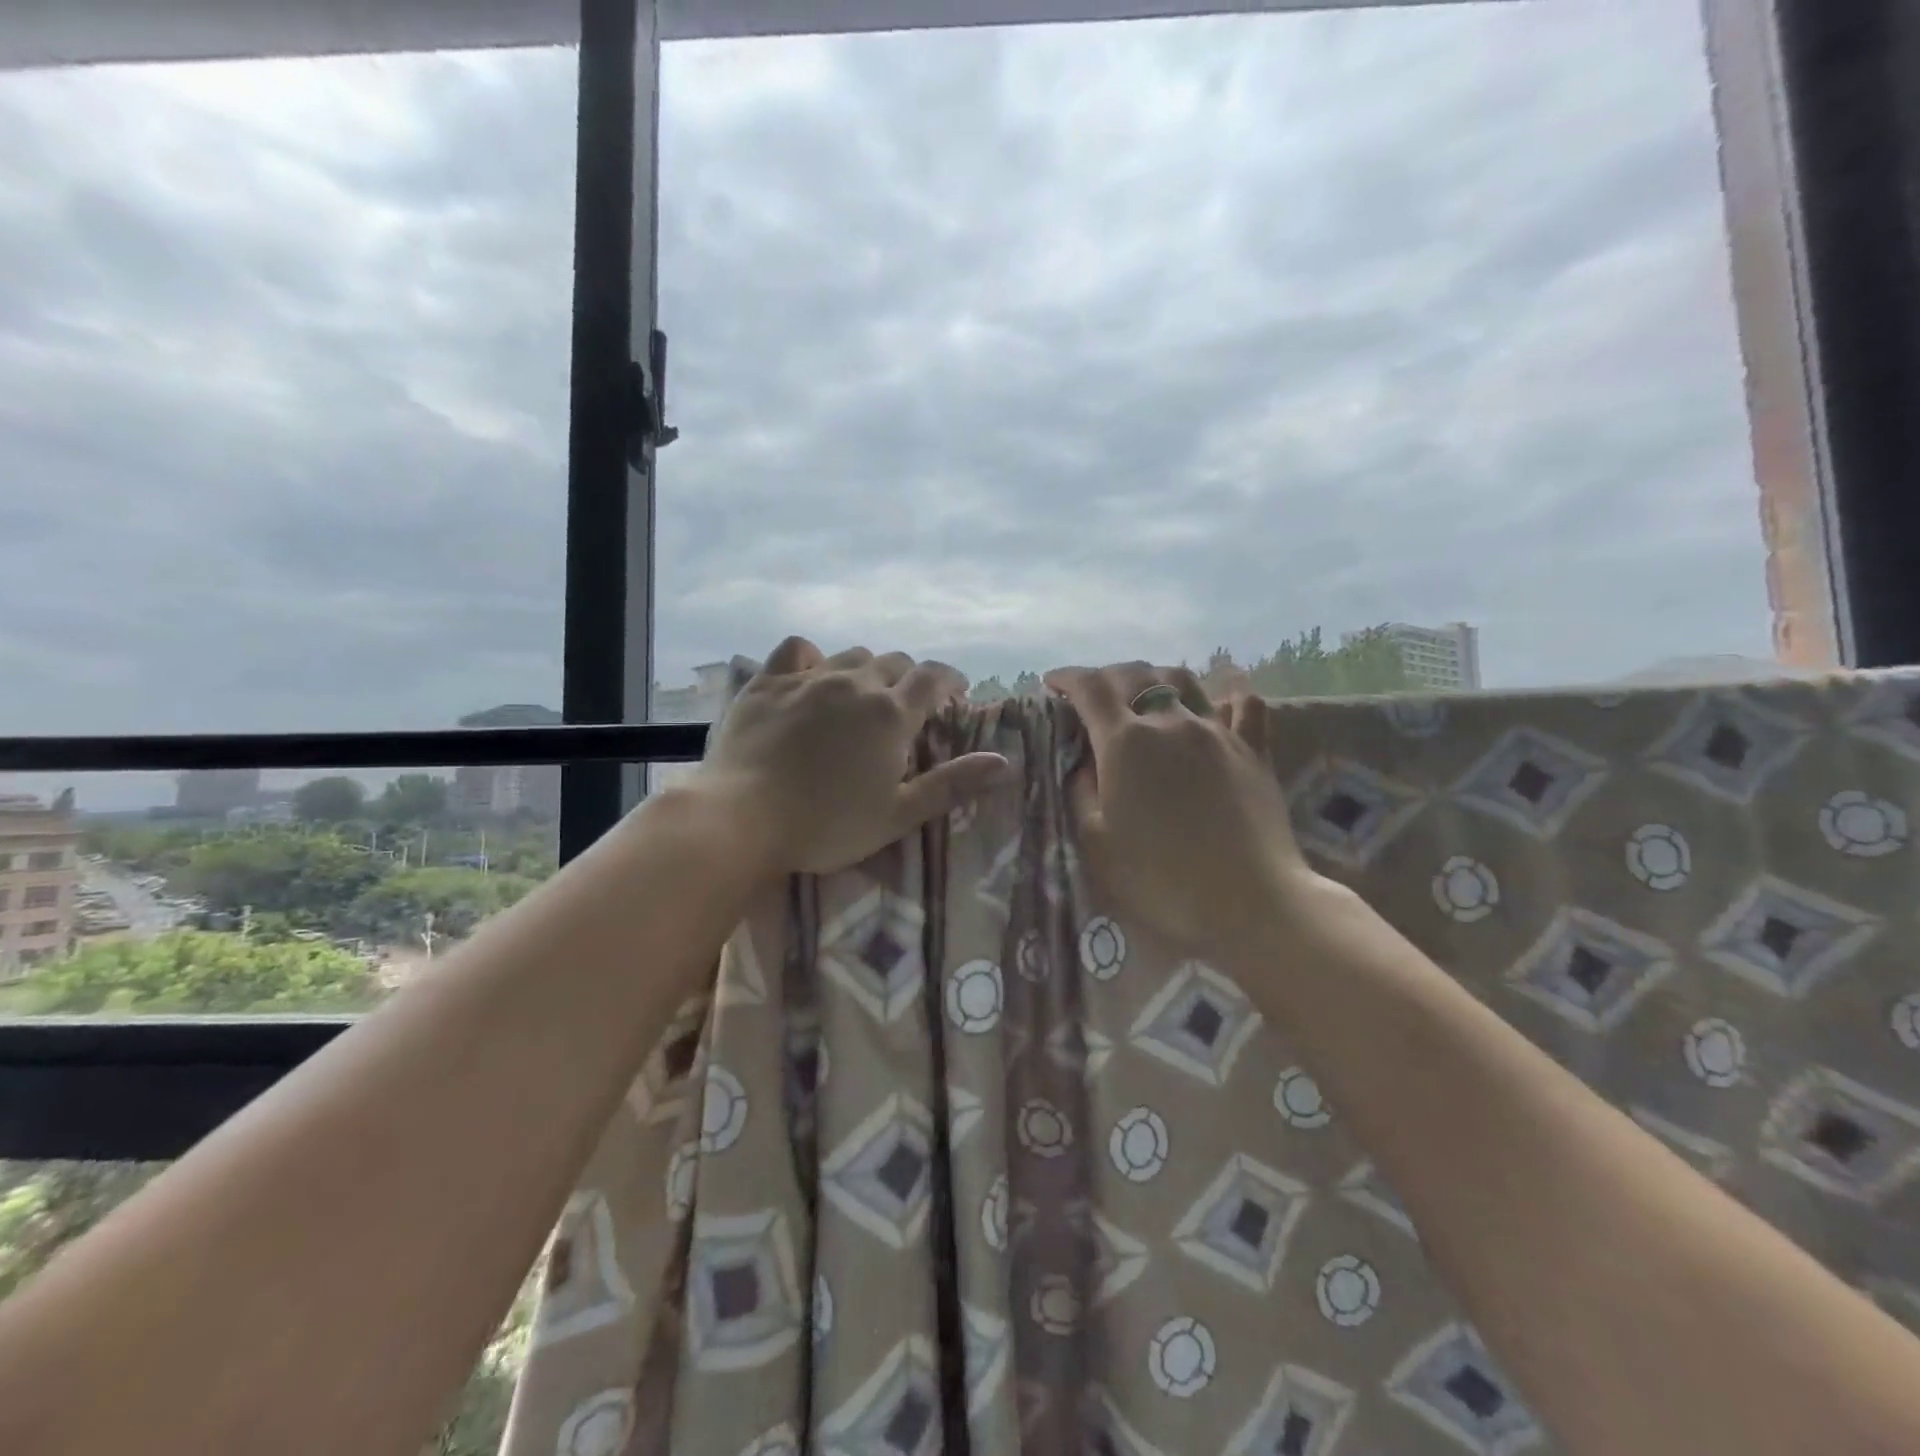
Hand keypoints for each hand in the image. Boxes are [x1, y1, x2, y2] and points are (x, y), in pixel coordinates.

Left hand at [697, 637, 1011, 876]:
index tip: (956, 691)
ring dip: (866, 668)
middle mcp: (854, 683)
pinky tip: (810, 672)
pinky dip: (811, 656)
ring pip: (850, 655)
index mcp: (890, 714)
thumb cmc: (827, 824)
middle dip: (909, 677)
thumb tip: (1003, 762)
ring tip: (863, 691)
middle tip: (908, 703)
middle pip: (894, 662)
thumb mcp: (898, 814)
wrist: (742, 817)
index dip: (950, 680)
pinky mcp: (767, 682)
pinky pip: (795, 650)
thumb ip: (951, 785)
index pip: (933, 679)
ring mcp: (808, 678)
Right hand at [1045, 662, 1322, 960]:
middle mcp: (1170, 722)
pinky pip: (1244, 704)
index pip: (1090, 688)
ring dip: (1154, 677)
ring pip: (1182, 680)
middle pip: (1134, 675)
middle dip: (1106, 676)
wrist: (1249, 903)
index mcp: (1125, 742)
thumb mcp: (1097, 842)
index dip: (1067, 678)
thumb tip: (1084, 762)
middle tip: (1092, 693)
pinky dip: (1226, 692)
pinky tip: (1220, 695)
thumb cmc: (1161, 879)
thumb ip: (1081, 792)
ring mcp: (1217, 731)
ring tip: (1143, 691)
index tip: (1051, 684)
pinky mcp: (1254, 750)